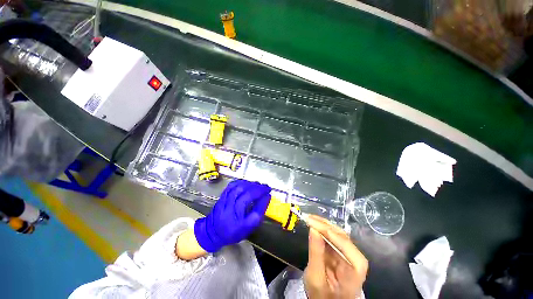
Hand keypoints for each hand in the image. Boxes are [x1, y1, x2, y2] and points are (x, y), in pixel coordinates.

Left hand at [194, 179, 270, 251]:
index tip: (269, 191)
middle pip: (245, 193)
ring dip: (250, 184)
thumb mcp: (249, 226)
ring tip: (258, 184)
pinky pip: (232, 185)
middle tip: (265, 187)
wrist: (213, 232)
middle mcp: (230, 209)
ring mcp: (225, 201)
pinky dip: (241, 182)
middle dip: (257, 188)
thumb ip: (259, 211)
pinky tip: (247, 182)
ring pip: (238, 187)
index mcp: (238, 220)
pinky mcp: (222, 196)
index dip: (261, 195)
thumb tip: (267, 197)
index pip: (252, 204)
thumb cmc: (234, 231)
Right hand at [304, 215, 368, 298]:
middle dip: (327, 228)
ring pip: (340, 235)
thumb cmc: (320, 295)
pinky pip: (333, 237)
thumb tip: (313, 229)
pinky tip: (315, 223)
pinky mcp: (340, 251)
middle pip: (346, 241)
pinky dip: (323, 229)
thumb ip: (315, 254)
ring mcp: (348, 255)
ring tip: (311, 218)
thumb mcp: (315, 278)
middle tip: (310, 219)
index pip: (353, 257)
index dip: (339, 241)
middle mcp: (355, 263)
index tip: (319, 229)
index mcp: (354, 277)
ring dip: (325, 225)